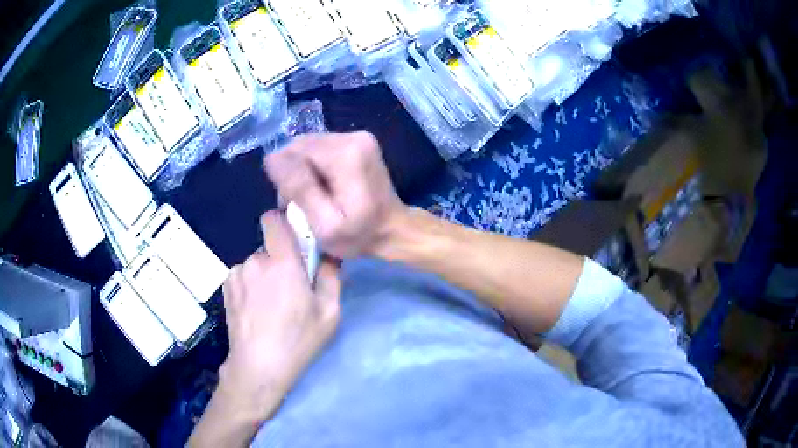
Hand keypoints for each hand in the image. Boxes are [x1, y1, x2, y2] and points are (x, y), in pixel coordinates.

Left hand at [219, 210, 340, 420]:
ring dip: (264, 275)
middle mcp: (255, 261)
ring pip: (256, 263)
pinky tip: (255, 310)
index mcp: (282, 263)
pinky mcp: (226, 288)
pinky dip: (250, 285)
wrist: (258, 367)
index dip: (283, 222)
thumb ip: (331, 276)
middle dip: (280, 260)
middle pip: (269, 247)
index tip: (294, 239)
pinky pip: (243, 276)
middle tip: (290, 289)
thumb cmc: (297, 340)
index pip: (273, 219)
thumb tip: (330, 253)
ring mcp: (236, 274)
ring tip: (271, 305)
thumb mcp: (328, 312)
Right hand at [264, 132, 405, 258]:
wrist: (394, 230)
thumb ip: (299, 188)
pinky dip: (315, 166)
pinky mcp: (357, 141)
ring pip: (308, 147)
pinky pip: (320, 148)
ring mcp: (357, 136)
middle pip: (300, 146)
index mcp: (345, 154)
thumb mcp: (324, 224)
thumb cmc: (359, 235)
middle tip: (302, 202)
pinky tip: (323, 185)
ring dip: (303, 170)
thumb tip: (272, 158)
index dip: (286, 177)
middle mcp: (352, 137)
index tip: (293, 202)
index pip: (292, 151)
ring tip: (314, 195)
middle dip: (293, 173)